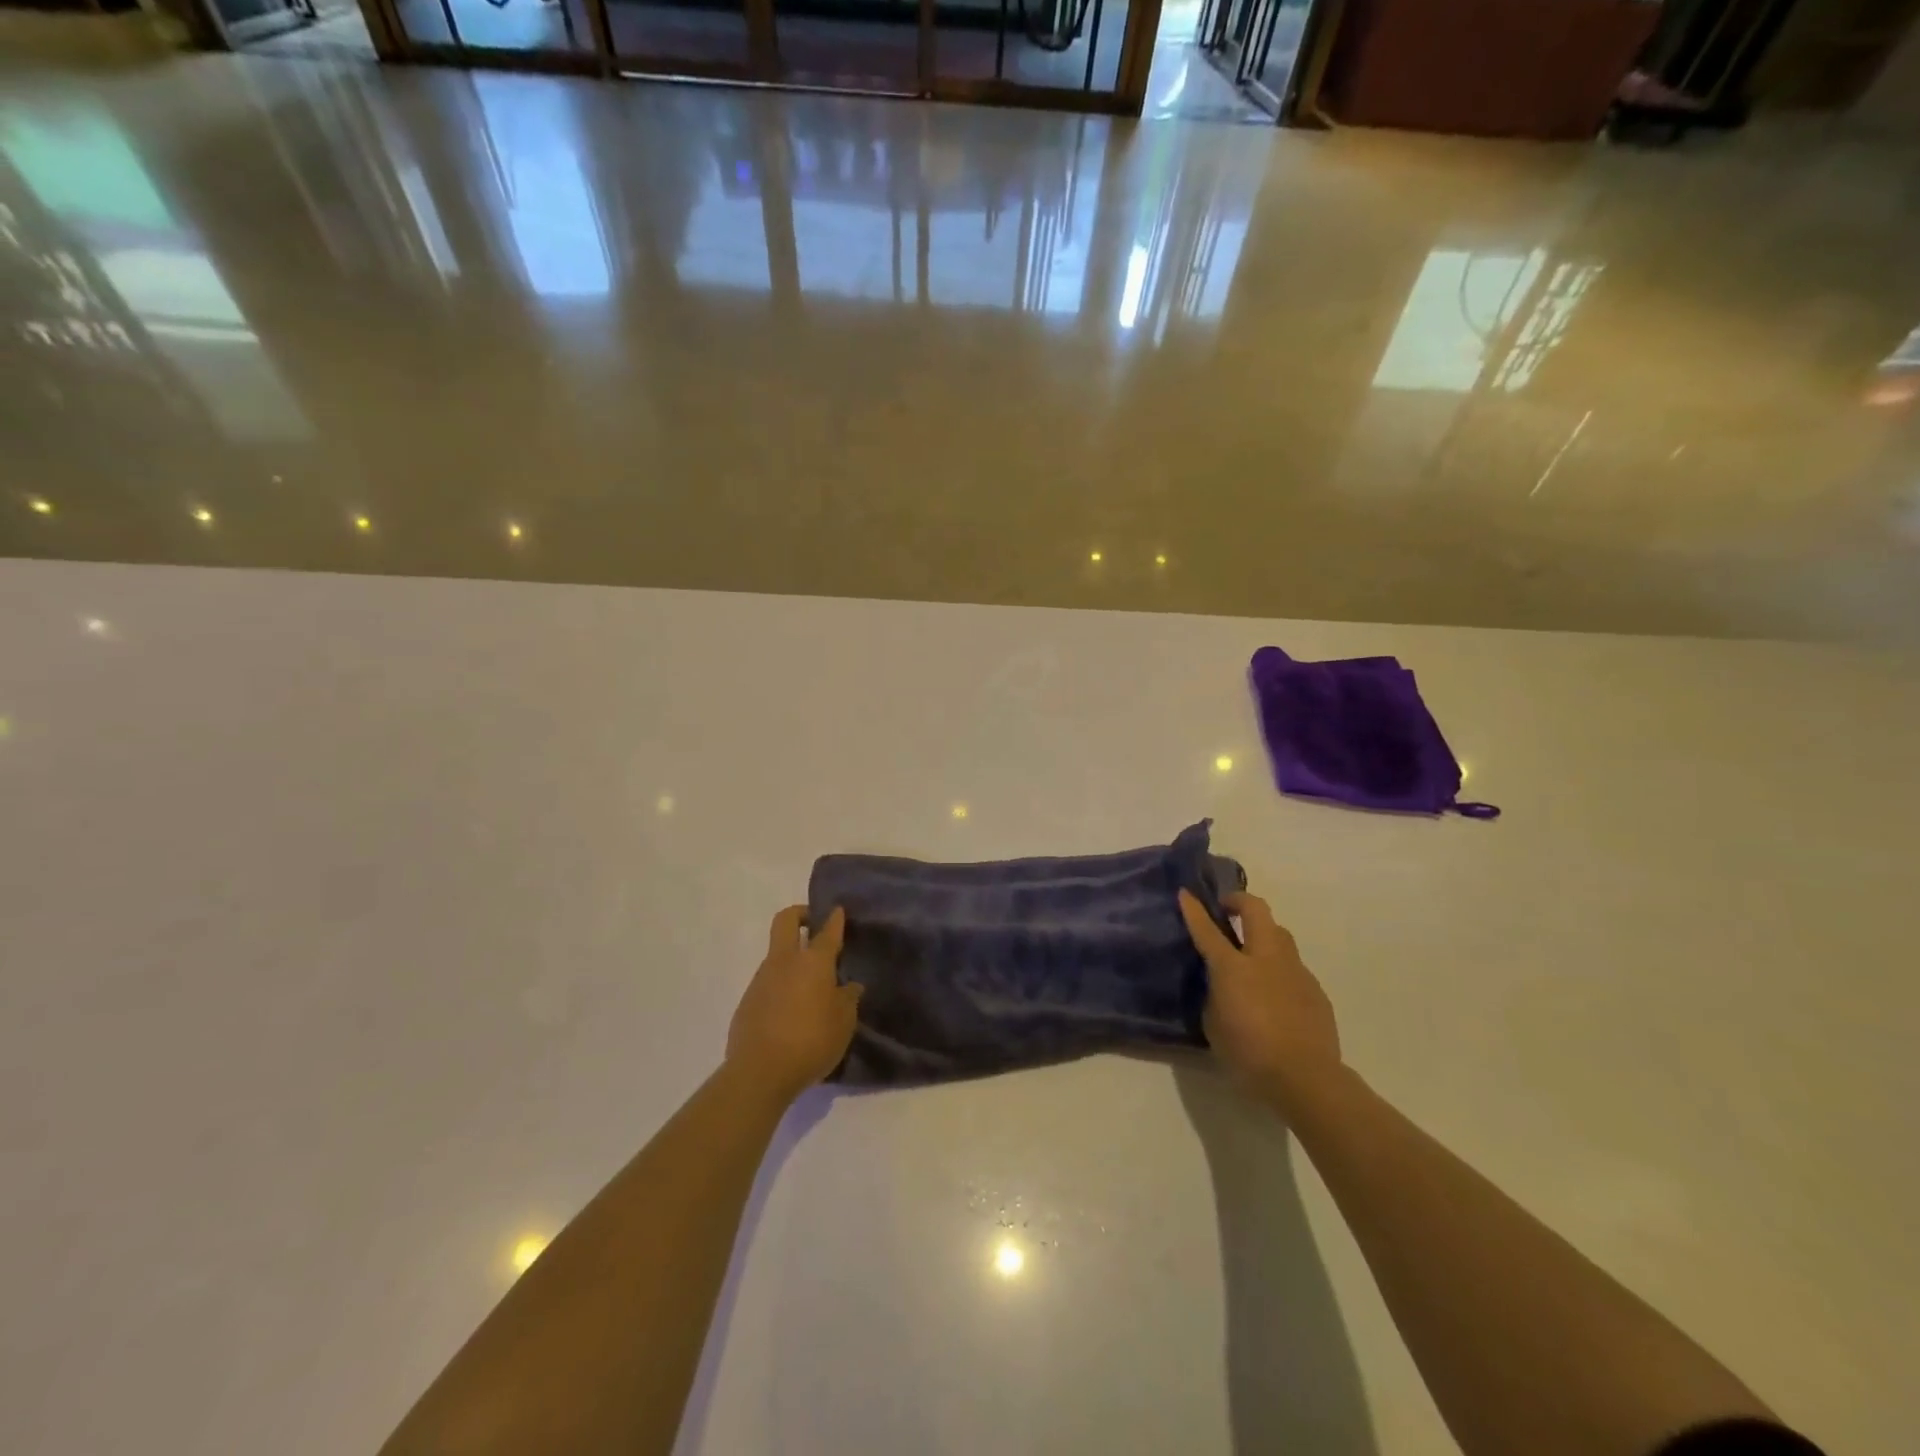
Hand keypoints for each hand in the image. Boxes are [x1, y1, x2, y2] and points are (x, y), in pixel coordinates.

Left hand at [727, 905, 862, 1101]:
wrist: (760, 1072)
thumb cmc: (812, 1041)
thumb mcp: (843, 1022)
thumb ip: (848, 999)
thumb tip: (850, 986)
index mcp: (813, 961)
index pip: (827, 931)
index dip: (834, 918)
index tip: (837, 910)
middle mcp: (784, 961)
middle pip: (786, 920)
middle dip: (800, 914)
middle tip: (813, 924)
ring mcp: (761, 979)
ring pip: (776, 954)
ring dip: (791, 958)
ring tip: (809, 985)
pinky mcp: (747, 1001)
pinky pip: (767, 983)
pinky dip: (781, 986)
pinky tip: (791, 1011)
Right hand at [1178, 889, 1341, 1110]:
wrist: (1306, 1079)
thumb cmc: (1249, 1054)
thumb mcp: (1214, 1025)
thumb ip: (1214, 996)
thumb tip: (1220, 985)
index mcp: (1233, 968)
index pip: (1207, 930)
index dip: (1194, 909)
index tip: (1185, 893)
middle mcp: (1266, 959)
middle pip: (1256, 911)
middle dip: (1239, 901)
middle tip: (1227, 909)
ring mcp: (1295, 971)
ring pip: (1280, 934)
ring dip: (1263, 933)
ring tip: (1252, 953)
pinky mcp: (1315, 989)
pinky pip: (1294, 967)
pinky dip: (1280, 969)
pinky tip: (1276, 994)